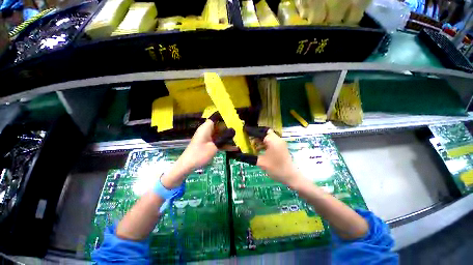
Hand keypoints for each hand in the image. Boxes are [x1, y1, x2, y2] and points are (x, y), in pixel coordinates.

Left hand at [161, 113, 234, 188]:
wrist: (188, 165)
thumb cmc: (200, 154)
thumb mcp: (214, 147)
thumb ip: (223, 139)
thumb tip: (233, 132)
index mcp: (206, 128)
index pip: (216, 118)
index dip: (225, 117)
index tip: (234, 119)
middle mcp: (207, 130)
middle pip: (219, 126)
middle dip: (229, 128)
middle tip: (240, 130)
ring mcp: (208, 138)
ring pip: (220, 134)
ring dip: (228, 137)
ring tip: (239, 139)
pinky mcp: (208, 144)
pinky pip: (218, 142)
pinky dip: (224, 144)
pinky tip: (235, 148)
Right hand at [230, 126, 301, 187]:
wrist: (291, 176)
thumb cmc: (276, 169)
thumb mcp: (261, 163)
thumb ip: (250, 157)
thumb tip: (238, 155)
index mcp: (272, 141)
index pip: (260, 132)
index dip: (251, 131)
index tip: (244, 131)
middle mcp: (277, 139)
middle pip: (264, 132)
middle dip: (256, 135)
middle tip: (247, 138)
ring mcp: (280, 143)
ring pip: (268, 137)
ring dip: (260, 139)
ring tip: (251, 144)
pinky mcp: (281, 147)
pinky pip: (271, 141)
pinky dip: (264, 143)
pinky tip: (258, 149)